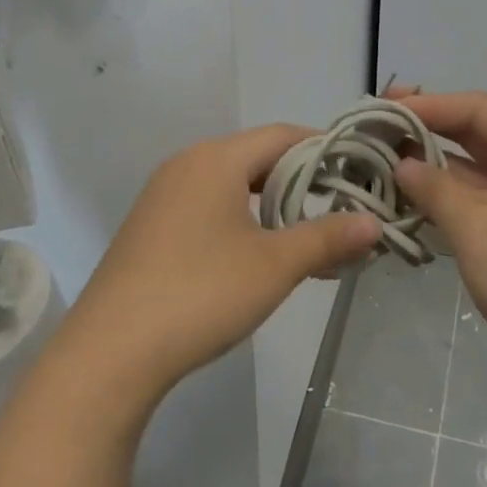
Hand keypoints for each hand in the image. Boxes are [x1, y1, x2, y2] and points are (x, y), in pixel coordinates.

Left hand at [54, 125, 380, 408]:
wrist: (111, 351)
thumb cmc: (201, 293)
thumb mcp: (275, 265)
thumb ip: (327, 238)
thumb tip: (374, 224)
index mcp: (215, 159)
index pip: (283, 135)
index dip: (326, 149)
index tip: (360, 173)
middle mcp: (185, 165)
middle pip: (257, 158)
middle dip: (302, 183)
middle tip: (341, 211)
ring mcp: (161, 197)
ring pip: (232, 187)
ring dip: (272, 208)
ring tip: (307, 240)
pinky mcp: (150, 229)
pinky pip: (207, 209)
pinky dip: (241, 223)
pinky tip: (258, 259)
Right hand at [389, 89, 486, 388]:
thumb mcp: (477, 226)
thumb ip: (433, 186)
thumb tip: (400, 163)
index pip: (483, 108)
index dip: (429, 106)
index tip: (381, 109)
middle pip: (485, 134)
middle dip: (432, 132)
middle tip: (380, 130)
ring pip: (485, 169)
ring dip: (440, 168)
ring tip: (387, 162)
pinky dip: (455, 198)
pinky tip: (416, 198)